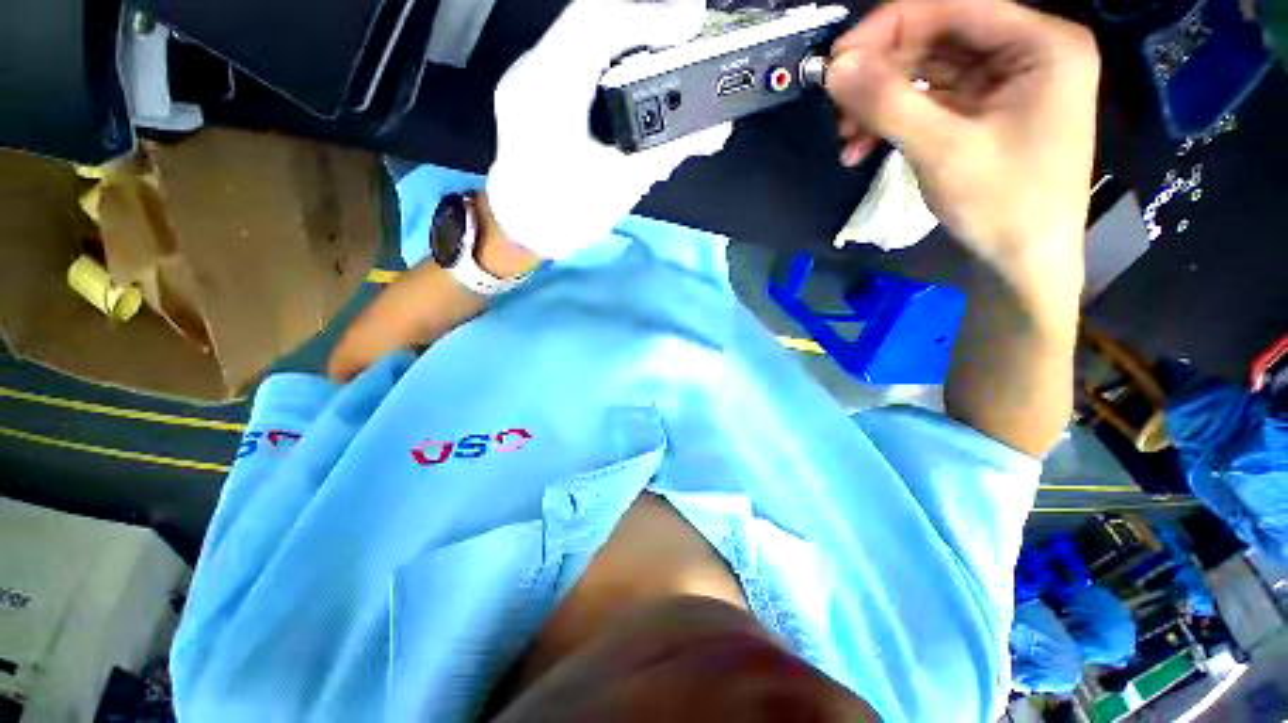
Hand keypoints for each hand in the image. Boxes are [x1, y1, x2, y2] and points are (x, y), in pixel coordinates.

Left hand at [487, 0, 731, 260]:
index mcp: (549, 93)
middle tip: (687, 41)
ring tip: (667, 60)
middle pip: (594, 21)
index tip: (692, 25)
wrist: (523, 230)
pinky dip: (612, 61)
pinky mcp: (536, 90)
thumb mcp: (622, 187)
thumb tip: (711, 129)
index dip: (651, 15)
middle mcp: (533, 73)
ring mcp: (530, 78)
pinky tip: (635, 82)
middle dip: (647, 26)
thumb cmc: (566, 217)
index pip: (598, 21)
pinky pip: (577, 58)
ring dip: (631, 42)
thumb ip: (666, 151)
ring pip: (586, 36)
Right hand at [825, 0, 1099, 275]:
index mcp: (1040, 43)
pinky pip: (928, 101)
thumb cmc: (1003, 206)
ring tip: (847, 138)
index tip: (837, 62)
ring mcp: (1003, 82)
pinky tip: (863, 147)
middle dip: (880, 74)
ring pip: (926, 71)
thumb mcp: (944, 151)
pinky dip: (893, 121)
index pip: (951, 7)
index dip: (888, 29)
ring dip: (880, 103)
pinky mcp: (982, 111)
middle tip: (838, 109)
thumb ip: (889, 103)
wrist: (1024, 263)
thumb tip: (834, 69)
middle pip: (936, 38)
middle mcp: (1025, 51)